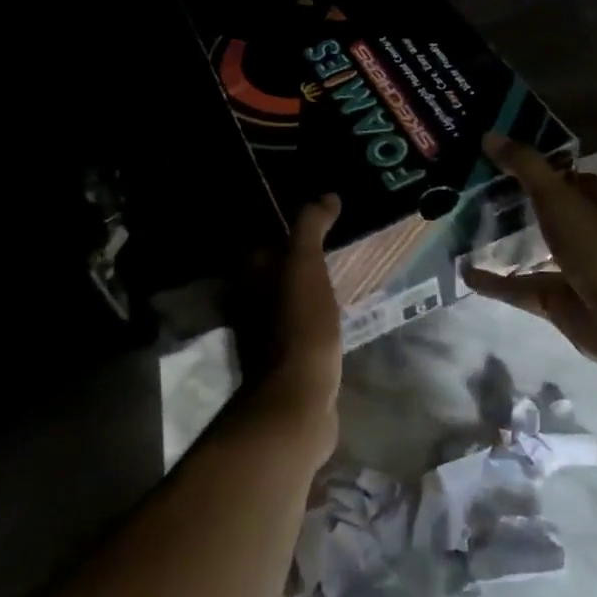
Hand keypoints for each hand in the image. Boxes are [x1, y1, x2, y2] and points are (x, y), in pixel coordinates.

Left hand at [243, 195, 342, 467]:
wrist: (297, 400)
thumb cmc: (299, 326)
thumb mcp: (305, 266)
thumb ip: (310, 227)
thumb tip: (327, 196)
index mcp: (250, 278)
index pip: (267, 243)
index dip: (292, 231)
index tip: (324, 222)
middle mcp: (251, 304)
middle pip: (277, 273)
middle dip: (302, 261)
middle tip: (340, 248)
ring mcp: (267, 335)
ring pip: (290, 300)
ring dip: (311, 290)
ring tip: (345, 277)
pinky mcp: (287, 361)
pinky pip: (304, 326)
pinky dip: (318, 317)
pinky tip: (341, 314)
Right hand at [462, 136, 596, 380]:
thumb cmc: (596, 246)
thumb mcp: (557, 196)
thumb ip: (525, 166)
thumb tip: (488, 135)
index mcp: (589, 201)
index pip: (563, 174)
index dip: (537, 162)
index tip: (499, 152)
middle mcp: (580, 230)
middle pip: (544, 209)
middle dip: (514, 199)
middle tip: (470, 186)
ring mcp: (567, 266)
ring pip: (530, 248)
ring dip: (502, 240)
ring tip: (463, 227)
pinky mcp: (552, 298)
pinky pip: (516, 287)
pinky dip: (492, 282)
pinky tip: (464, 273)